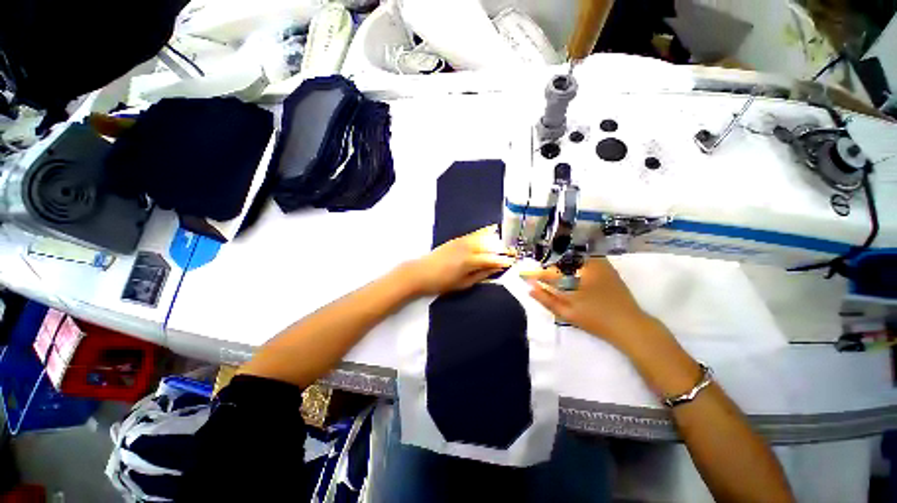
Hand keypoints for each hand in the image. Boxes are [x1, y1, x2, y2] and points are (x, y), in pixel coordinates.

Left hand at [402, 225, 516, 295]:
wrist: (421, 272)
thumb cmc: (442, 283)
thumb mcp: (463, 283)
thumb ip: (481, 274)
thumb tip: (496, 269)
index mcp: (470, 261)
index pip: (492, 259)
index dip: (504, 261)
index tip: (513, 262)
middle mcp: (468, 248)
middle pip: (490, 246)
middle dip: (503, 249)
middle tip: (513, 252)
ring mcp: (462, 241)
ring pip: (484, 237)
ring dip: (496, 240)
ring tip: (506, 243)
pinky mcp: (458, 238)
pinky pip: (475, 233)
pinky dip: (485, 232)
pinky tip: (492, 230)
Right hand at [525, 258, 656, 349]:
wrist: (630, 326)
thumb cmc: (597, 318)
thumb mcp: (567, 311)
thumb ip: (546, 299)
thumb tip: (529, 288)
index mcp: (581, 271)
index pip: (554, 266)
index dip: (539, 270)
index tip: (527, 273)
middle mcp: (592, 262)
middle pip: (564, 256)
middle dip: (551, 260)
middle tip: (540, 268)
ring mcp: (602, 265)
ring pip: (576, 256)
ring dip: (562, 260)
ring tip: (551, 267)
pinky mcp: (608, 270)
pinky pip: (586, 260)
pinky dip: (574, 263)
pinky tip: (569, 271)